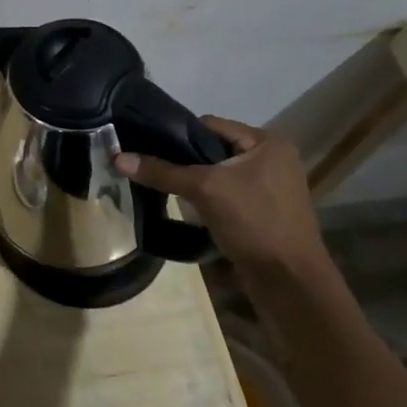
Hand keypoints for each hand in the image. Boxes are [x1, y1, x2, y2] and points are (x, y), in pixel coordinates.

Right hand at [113, 115, 326, 269]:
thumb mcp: (204, 190)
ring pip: (220, 174)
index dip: (178, 135)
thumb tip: (117, 158)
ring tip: (168, 191)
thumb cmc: (253, 222)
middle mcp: (273, 158)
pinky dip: (209, 199)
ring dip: (196, 182)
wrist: (289, 281)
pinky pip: (228, 194)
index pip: (210, 125)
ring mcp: (271, 186)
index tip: (149, 148)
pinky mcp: (265, 211)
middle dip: (185, 161)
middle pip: (214, 149)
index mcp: (267, 142)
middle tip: (154, 170)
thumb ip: (162, 171)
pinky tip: (190, 210)